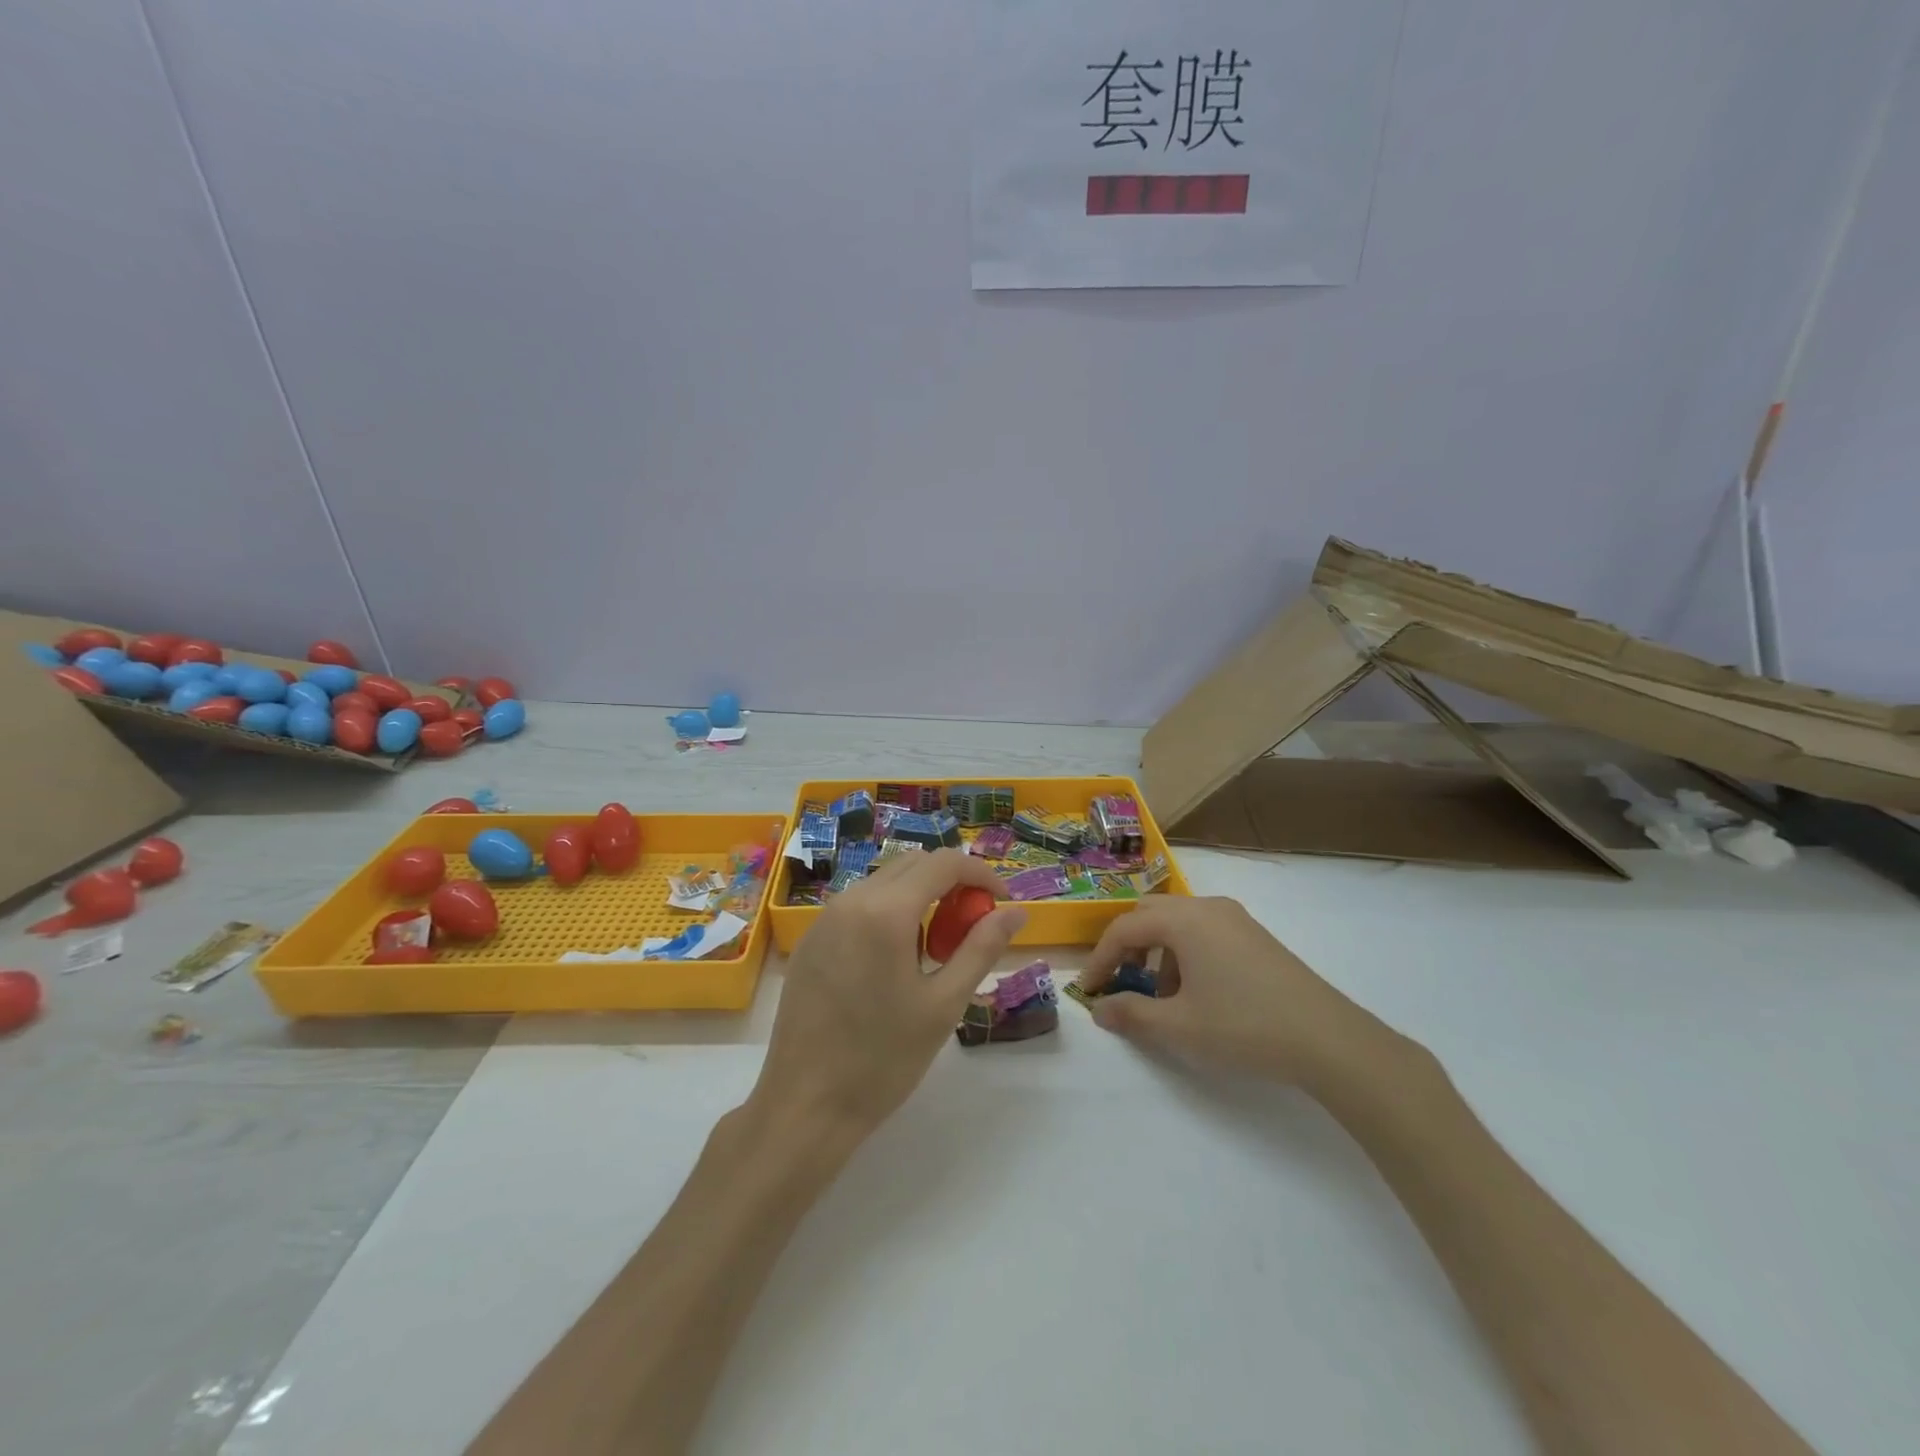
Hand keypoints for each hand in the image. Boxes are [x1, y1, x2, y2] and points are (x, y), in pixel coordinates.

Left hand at [753, 849, 1026, 1138]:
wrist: (805, 1105)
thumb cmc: (882, 1059)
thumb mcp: (944, 1004)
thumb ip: (982, 948)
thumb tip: (1015, 912)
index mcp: (885, 911)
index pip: (943, 862)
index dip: (981, 873)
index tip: (1002, 901)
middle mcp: (851, 900)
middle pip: (913, 864)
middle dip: (951, 883)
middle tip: (972, 926)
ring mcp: (825, 917)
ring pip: (885, 883)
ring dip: (920, 897)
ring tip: (936, 949)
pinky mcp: (811, 939)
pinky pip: (859, 905)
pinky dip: (889, 913)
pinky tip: (895, 962)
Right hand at [1079, 896, 1391, 1091]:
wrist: (1329, 1040)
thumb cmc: (1244, 1027)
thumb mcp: (1180, 1027)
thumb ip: (1132, 1015)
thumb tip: (1099, 1010)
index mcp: (1184, 920)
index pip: (1125, 927)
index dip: (1100, 958)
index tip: (1089, 990)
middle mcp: (1207, 907)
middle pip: (1150, 913)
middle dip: (1128, 946)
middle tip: (1120, 982)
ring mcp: (1236, 919)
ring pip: (1178, 922)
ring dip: (1158, 951)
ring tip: (1162, 997)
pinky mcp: (1255, 936)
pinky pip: (1204, 931)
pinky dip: (1185, 953)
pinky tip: (1198, 993)